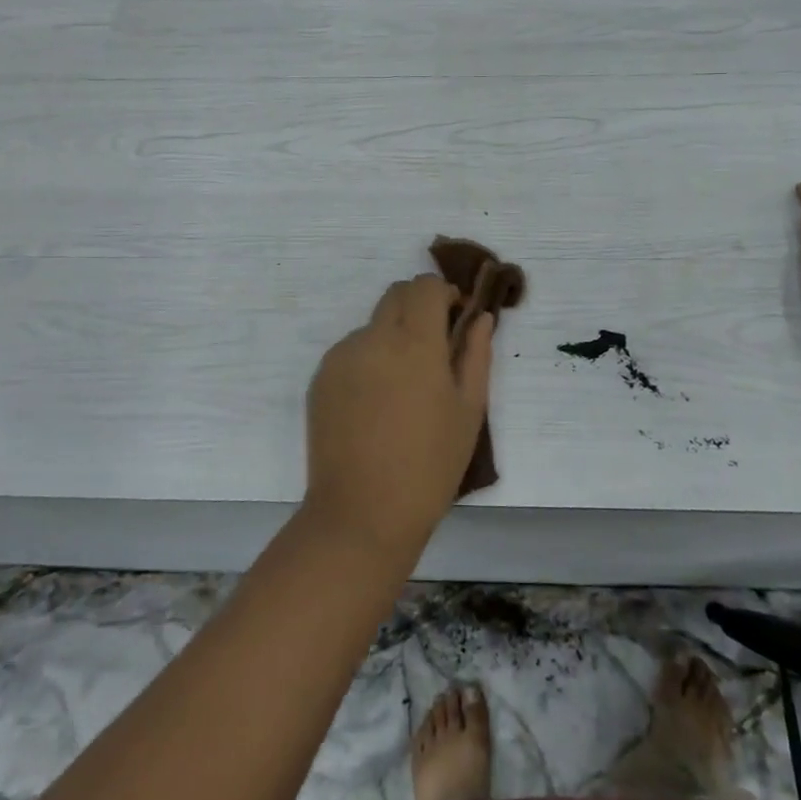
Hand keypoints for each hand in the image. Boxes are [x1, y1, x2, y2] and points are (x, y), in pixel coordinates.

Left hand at [303, 275, 494, 562]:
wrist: (362, 513)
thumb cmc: (430, 466)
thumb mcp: (468, 410)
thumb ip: (475, 354)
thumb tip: (480, 317)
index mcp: (415, 342)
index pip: (425, 286)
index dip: (443, 294)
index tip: (454, 320)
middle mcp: (374, 337)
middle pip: (397, 295)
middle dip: (418, 307)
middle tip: (433, 349)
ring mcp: (342, 356)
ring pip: (373, 324)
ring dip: (392, 336)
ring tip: (402, 390)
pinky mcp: (321, 377)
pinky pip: (351, 351)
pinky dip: (369, 360)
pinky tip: (375, 405)